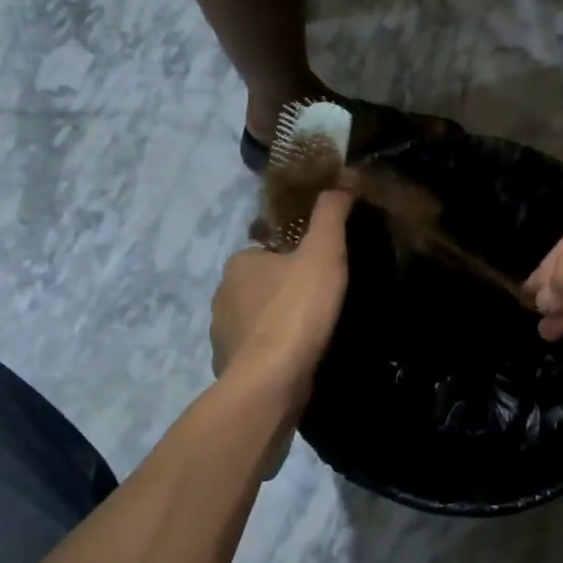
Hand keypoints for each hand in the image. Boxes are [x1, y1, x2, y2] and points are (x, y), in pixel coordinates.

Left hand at [210, 189, 353, 405]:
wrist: (272, 379)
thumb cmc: (297, 309)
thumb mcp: (324, 252)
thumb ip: (331, 215)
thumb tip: (340, 182)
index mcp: (241, 262)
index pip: (269, 250)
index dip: (295, 259)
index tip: (320, 272)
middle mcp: (222, 293)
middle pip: (261, 285)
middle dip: (285, 291)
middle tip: (322, 304)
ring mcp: (222, 333)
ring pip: (256, 320)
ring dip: (277, 324)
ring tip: (312, 335)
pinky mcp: (228, 366)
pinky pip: (254, 351)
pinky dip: (271, 353)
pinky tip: (295, 361)